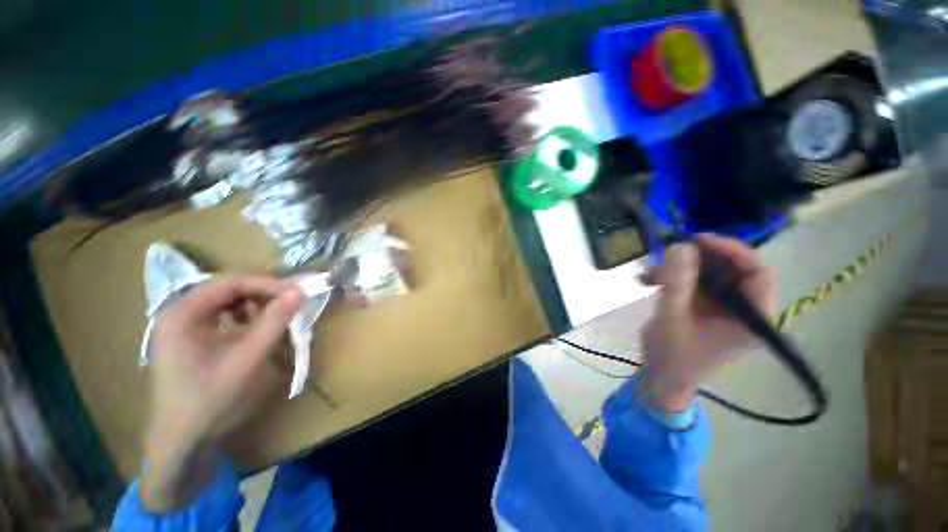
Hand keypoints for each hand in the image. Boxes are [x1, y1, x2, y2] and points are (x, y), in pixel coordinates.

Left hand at [141, 275, 303, 511]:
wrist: (181, 436)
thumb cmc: (209, 398)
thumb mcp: (246, 359)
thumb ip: (274, 322)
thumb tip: (300, 292)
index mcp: (182, 314)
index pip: (230, 282)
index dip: (267, 284)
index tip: (297, 293)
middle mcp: (179, 311)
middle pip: (228, 287)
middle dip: (263, 292)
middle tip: (292, 301)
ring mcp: (182, 322)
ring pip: (227, 298)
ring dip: (255, 302)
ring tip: (277, 314)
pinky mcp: (190, 333)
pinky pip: (223, 312)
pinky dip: (245, 314)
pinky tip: (256, 326)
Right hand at [641, 235, 775, 412]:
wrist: (660, 376)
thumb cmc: (672, 355)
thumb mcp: (672, 317)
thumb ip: (677, 282)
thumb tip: (681, 245)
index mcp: (752, 318)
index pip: (757, 272)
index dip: (732, 251)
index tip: (699, 241)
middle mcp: (744, 308)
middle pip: (732, 268)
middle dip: (699, 258)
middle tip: (670, 251)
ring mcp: (724, 306)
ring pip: (709, 272)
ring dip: (679, 268)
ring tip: (649, 273)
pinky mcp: (706, 305)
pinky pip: (693, 280)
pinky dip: (671, 276)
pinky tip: (647, 280)